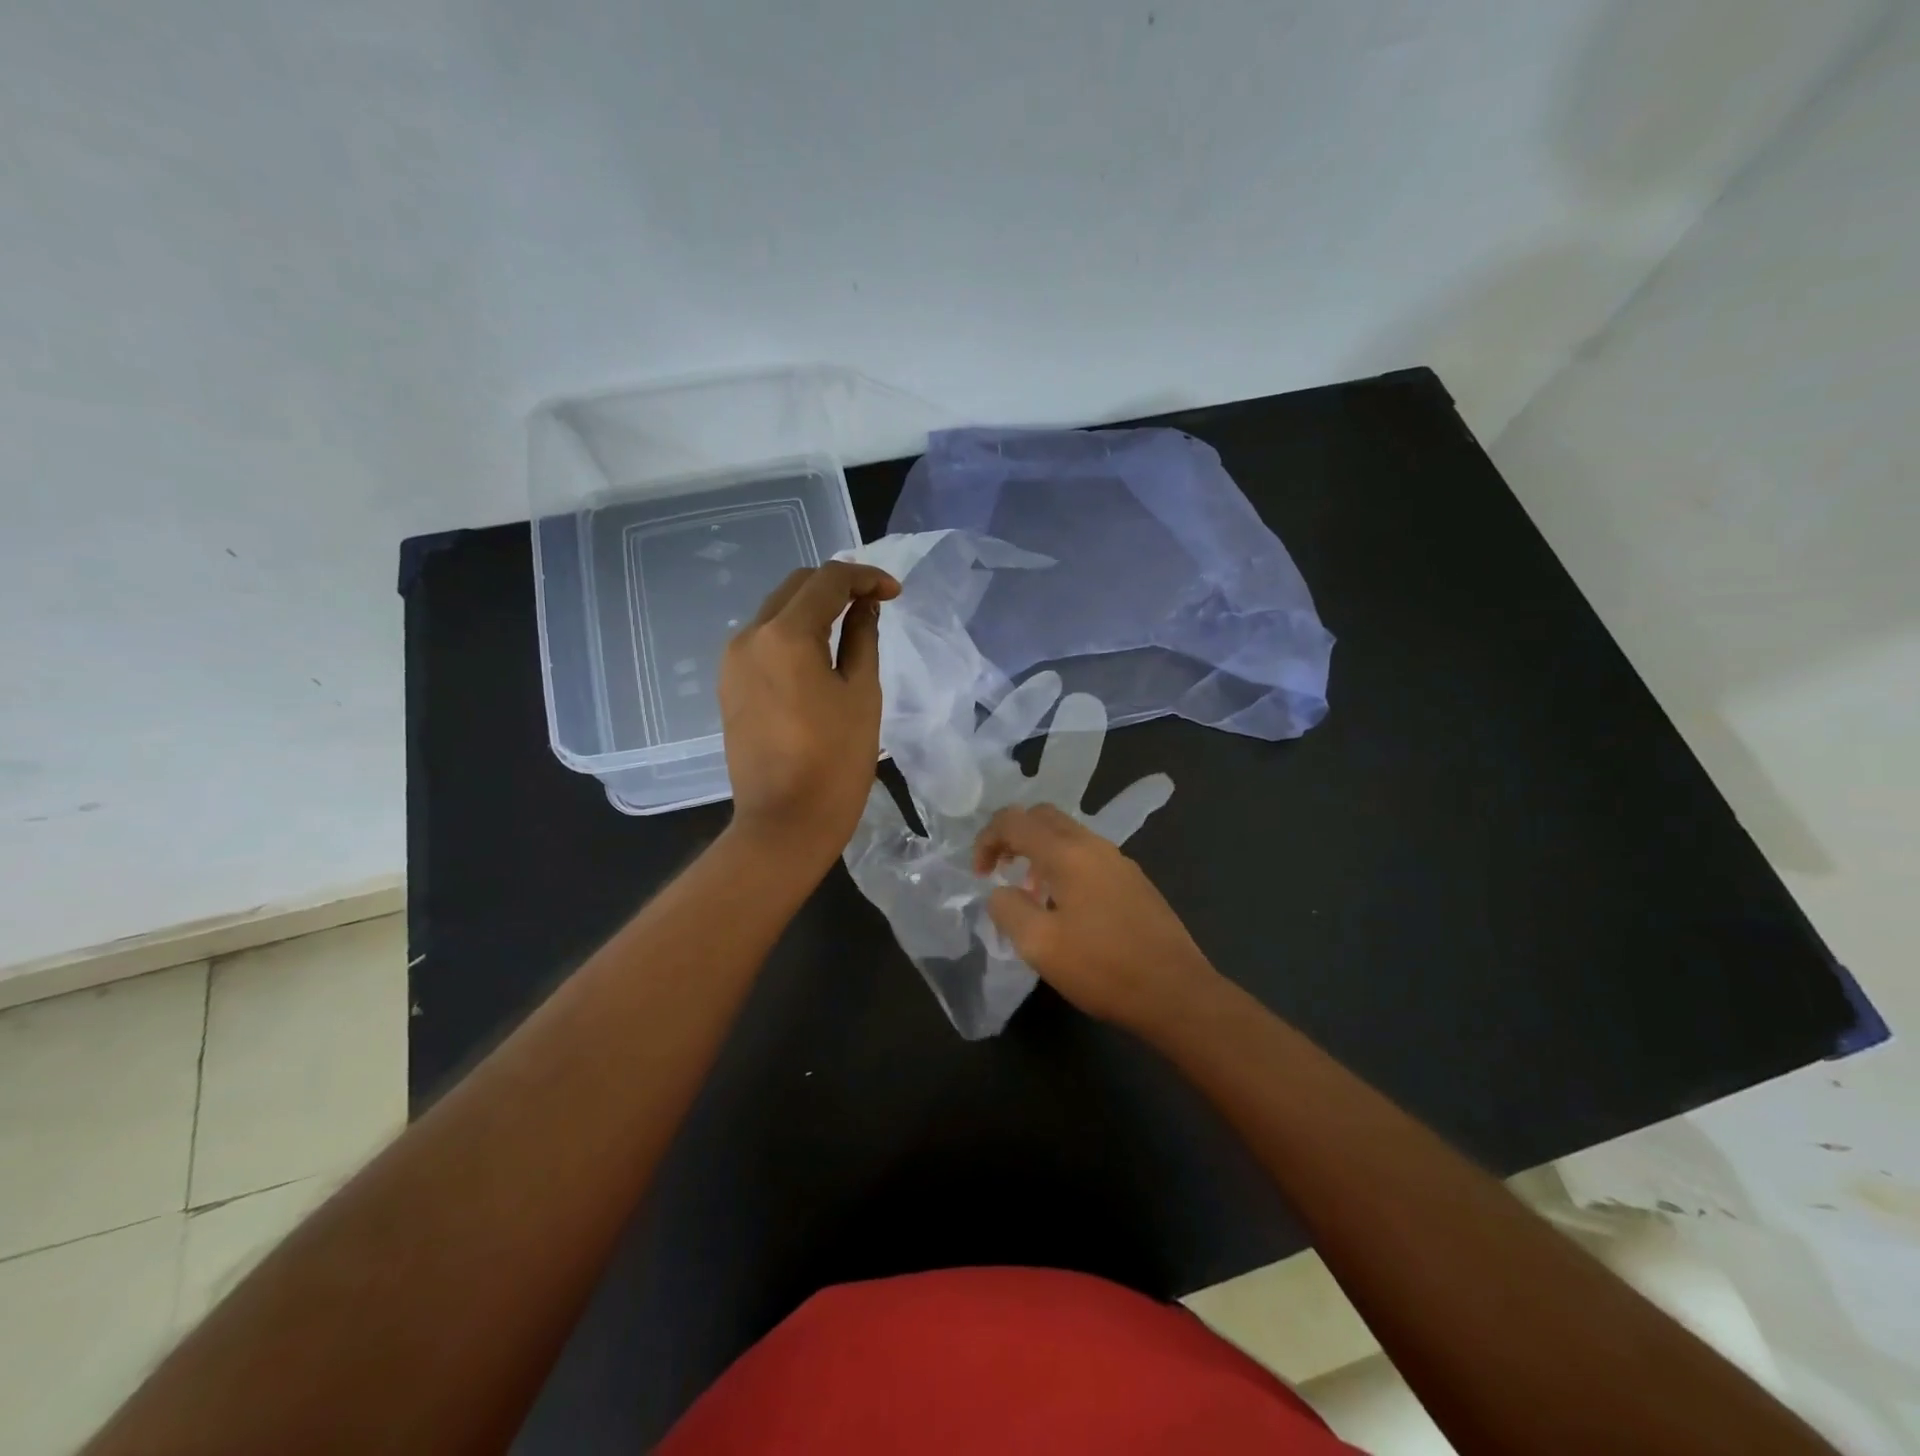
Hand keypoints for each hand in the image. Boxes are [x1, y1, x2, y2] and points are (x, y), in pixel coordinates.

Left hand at [719, 561, 900, 866]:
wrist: (784, 822)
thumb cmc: (835, 761)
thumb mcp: (861, 693)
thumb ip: (862, 638)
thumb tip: (864, 606)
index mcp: (785, 635)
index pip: (827, 580)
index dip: (865, 577)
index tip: (894, 594)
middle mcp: (749, 636)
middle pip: (795, 587)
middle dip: (837, 586)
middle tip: (874, 603)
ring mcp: (732, 661)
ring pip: (776, 611)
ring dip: (813, 608)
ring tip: (850, 626)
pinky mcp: (728, 684)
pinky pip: (763, 640)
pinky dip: (792, 633)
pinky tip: (818, 654)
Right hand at [973, 803, 1219, 1031]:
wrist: (1177, 993)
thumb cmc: (1103, 968)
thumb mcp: (1038, 945)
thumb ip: (1008, 908)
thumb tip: (1001, 892)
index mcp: (1068, 853)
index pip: (1015, 821)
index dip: (987, 840)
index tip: (979, 875)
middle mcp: (1095, 846)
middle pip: (1043, 817)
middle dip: (1013, 836)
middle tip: (999, 871)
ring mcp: (1120, 862)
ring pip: (1068, 835)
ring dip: (1039, 853)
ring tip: (1029, 895)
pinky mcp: (1135, 882)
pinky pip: (1088, 856)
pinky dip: (1064, 866)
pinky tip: (1065, 909)